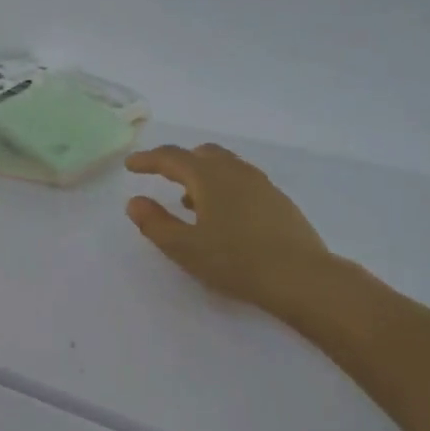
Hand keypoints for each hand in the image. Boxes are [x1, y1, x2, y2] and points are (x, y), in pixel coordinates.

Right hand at [125, 144, 338, 320]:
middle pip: (202, 154)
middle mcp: (236, 172)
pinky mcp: (278, 201)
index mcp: (209, 177)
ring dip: (202, 175)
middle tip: (160, 175)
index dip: (148, 160)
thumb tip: (135, 202)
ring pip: (225, 166)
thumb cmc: (235, 261)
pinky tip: (222, 215)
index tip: (130, 165)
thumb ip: (156, 223)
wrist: (299, 276)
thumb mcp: (185, 248)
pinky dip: (223, 187)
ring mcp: (261, 184)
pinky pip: (242, 181)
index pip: (172, 158)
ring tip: (188, 200)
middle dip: (178, 161)